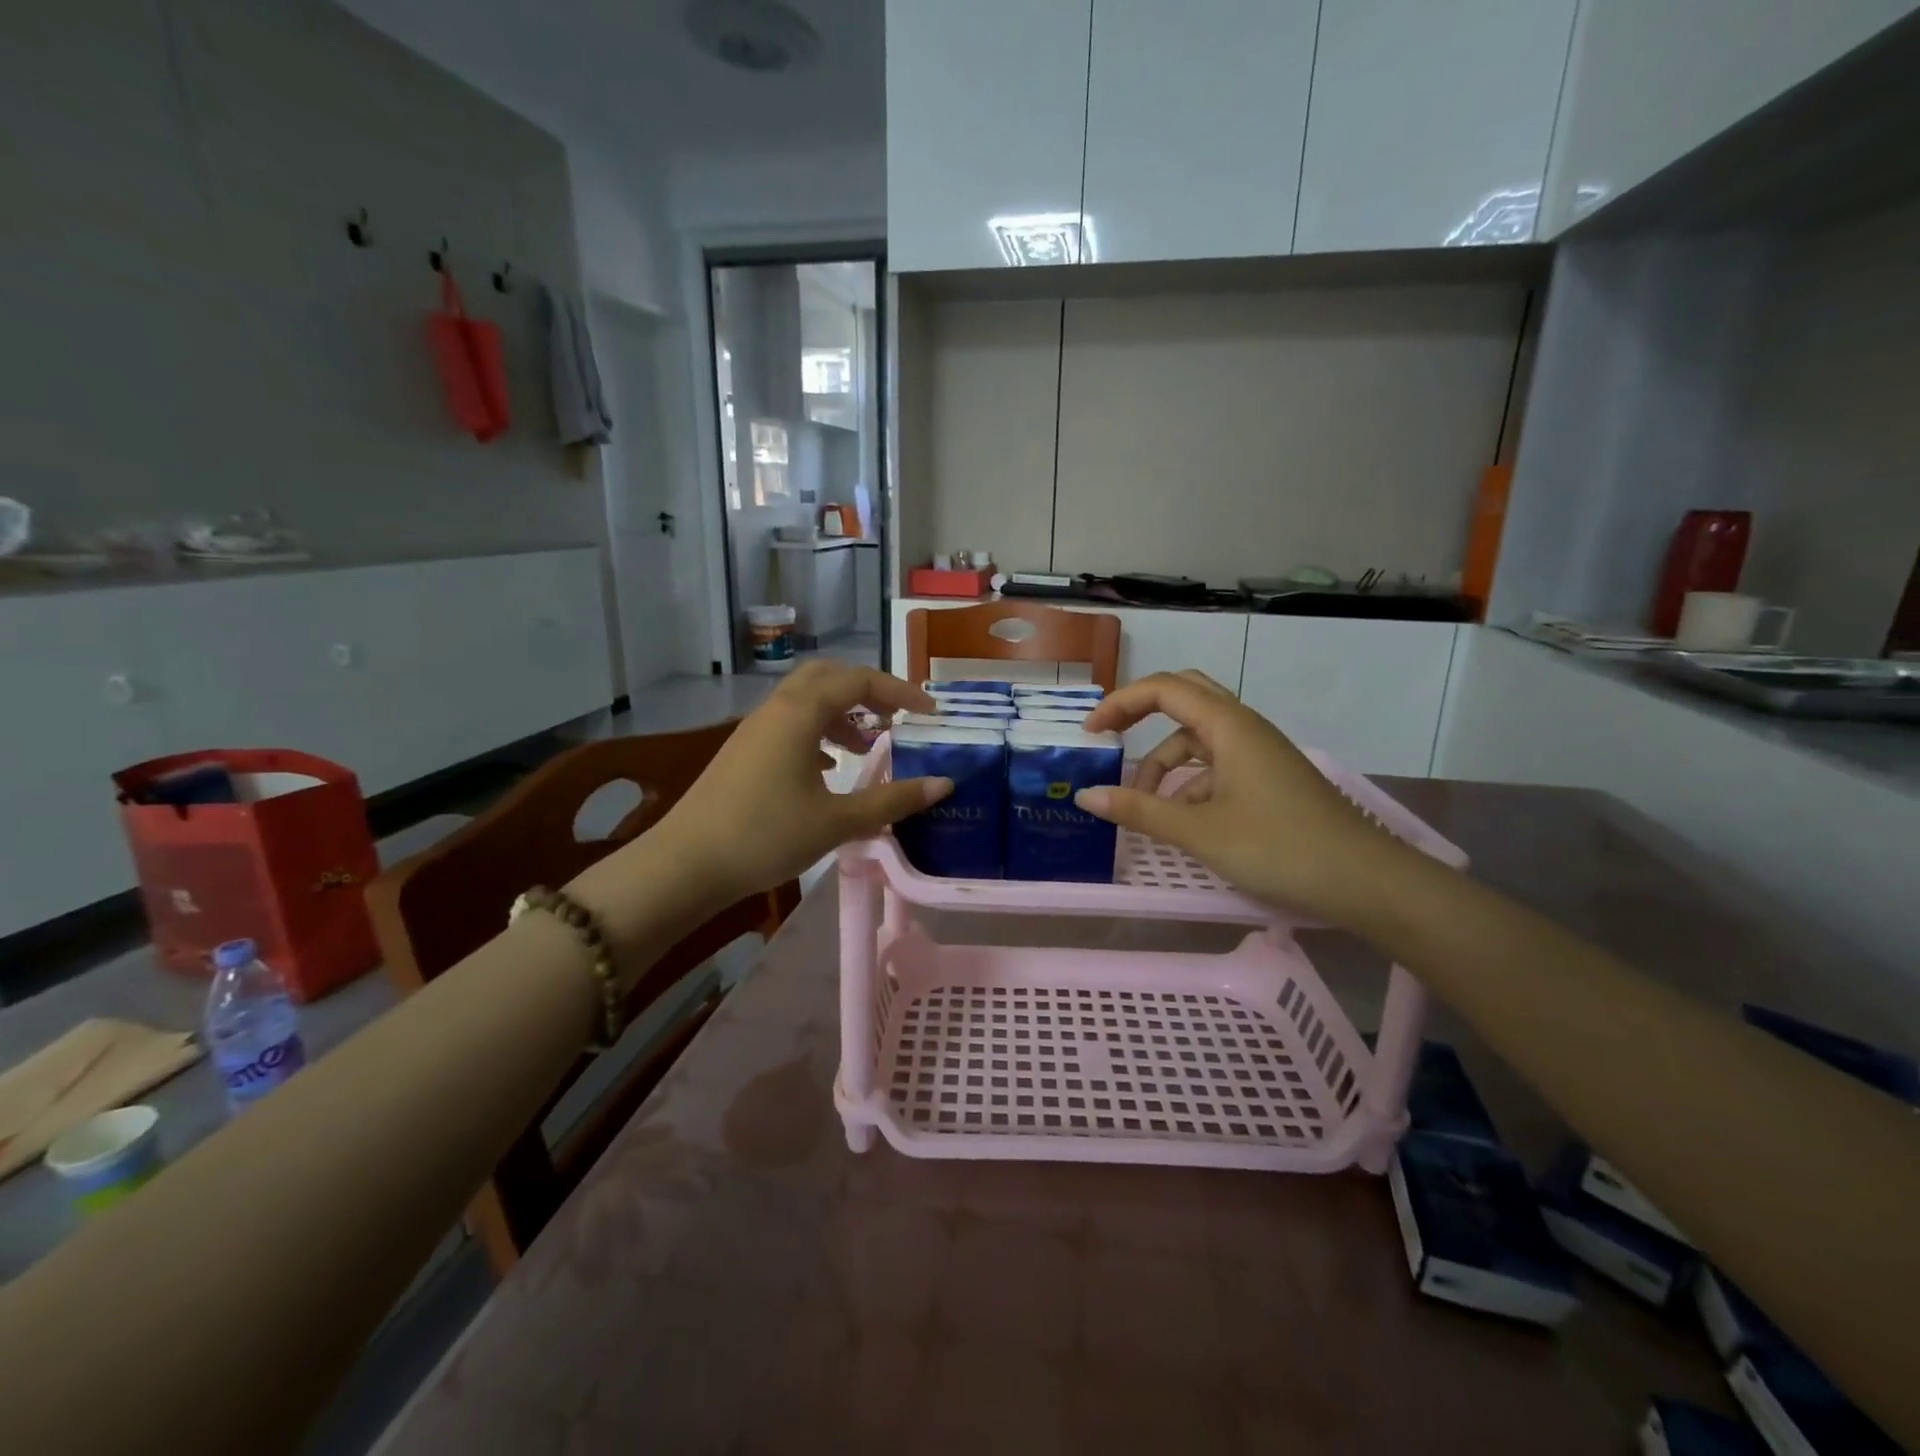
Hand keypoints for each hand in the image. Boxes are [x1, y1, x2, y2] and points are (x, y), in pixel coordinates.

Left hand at [651, 662, 951, 903]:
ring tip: (867, 745)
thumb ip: (892, 799)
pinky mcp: (743, 752)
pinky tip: (828, 768)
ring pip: (806, 701)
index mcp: (800, 713)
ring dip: (841, 713)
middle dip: (867, 690)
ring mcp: (755, 729)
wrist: (687, 864)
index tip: (930, 713)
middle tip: (897, 716)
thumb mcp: (837, 820)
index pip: (859, 681)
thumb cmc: (766, 835)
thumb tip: (943, 784)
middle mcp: (776, 709)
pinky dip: (817, 733)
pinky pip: (789, 724)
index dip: (900, 690)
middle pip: (828, 677)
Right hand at [1078, 671, 1421, 924]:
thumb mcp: (1200, 832)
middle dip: (1142, 715)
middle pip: (1184, 699)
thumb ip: (1140, 811)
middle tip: (1110, 739)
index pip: (1165, 689)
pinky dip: (1190, 784)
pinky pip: (1217, 766)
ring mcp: (1259, 753)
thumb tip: (1086, 796)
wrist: (1365, 881)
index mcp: (1229, 726)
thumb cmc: (1279, 848)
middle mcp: (1244, 728)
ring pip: (1199, 740)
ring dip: (1165, 763)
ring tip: (1145, 806)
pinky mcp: (1268, 779)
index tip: (1090, 732)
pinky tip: (1183, 822)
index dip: (1121, 702)